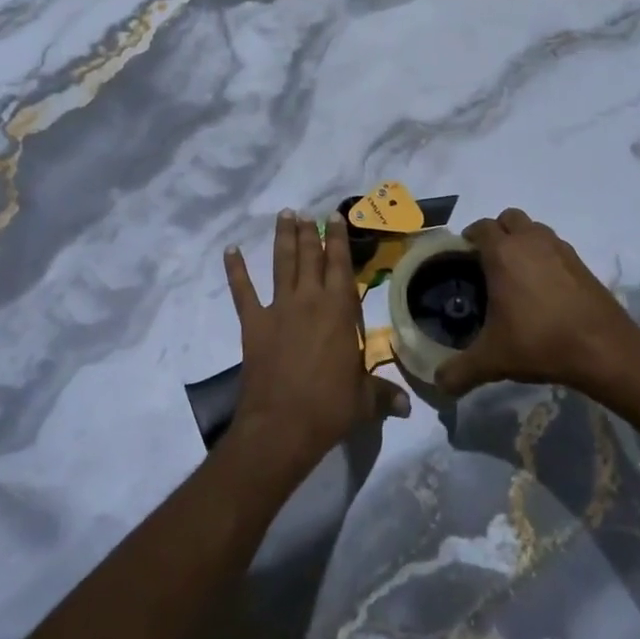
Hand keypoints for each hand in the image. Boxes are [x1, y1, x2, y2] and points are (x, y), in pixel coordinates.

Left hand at [224, 208, 409, 474]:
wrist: (282, 425)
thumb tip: (409, 407)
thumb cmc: (329, 408)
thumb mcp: (365, 401)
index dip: (338, 240)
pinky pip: (243, 291)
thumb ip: (384, 395)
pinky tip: (230, 250)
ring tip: (284, 215)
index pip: (341, 265)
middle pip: (310, 258)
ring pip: (282, 264)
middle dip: (310, 233)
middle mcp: (310, 300)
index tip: (335, 217)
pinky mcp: (253, 323)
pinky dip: (236, 270)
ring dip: (282, 238)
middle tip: (307, 213)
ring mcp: (279, 309)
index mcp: (339, 311)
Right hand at [435, 208, 639, 396]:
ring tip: (516, 271)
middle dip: (497, 232)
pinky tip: (543, 287)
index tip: (463, 255)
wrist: (603, 348)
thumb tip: (438, 384)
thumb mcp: (492, 361)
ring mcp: (559, 248)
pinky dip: (545, 256)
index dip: (469, 237)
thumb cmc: (539, 342)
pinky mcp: (581, 262)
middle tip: (488, 260)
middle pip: (509, 218)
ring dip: (523, 240)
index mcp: (502, 253)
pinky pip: (555, 246)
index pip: (480, 227)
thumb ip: (459, 371)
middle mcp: (530, 241)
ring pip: (535, 229)